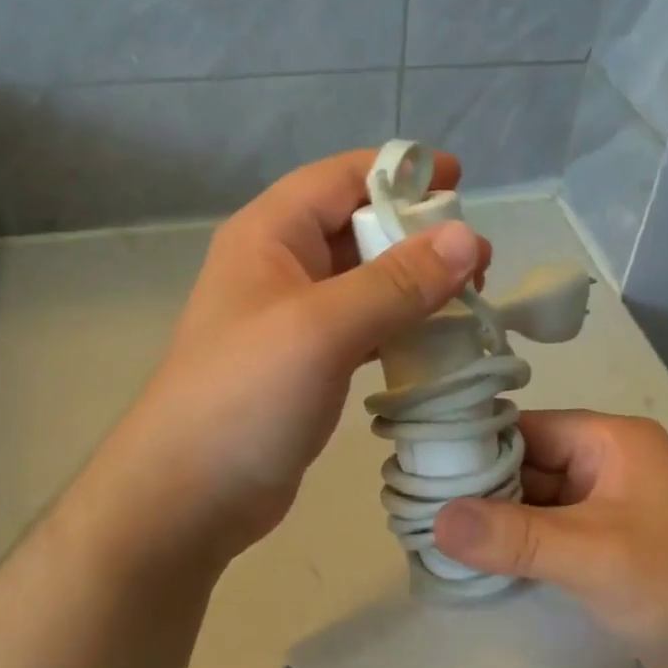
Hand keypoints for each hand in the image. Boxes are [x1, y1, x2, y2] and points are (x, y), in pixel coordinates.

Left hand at [74, 149, 489, 574]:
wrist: (189, 495)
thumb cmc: (246, 397)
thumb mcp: (322, 328)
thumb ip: (396, 282)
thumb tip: (467, 237)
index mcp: (270, 235)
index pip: (341, 178)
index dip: (400, 172)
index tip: (461, 179)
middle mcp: (278, 267)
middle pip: (357, 228)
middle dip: (418, 235)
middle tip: (478, 260)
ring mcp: (291, 319)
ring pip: (363, 282)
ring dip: (414, 285)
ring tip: (470, 297)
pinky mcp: (305, 365)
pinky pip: (361, 328)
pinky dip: (399, 328)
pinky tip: (436, 343)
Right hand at [432, 411, 667, 667]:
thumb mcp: (592, 555)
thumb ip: (513, 536)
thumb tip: (436, 520)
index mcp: (611, 441)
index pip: (527, 427)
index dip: (476, 445)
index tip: (423, 467)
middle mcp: (608, 465)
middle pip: (528, 463)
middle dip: (480, 487)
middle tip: (420, 507)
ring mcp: (609, 508)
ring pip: (536, 501)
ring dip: (497, 519)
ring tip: (435, 534)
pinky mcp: (608, 547)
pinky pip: (550, 533)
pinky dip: (518, 544)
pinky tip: (479, 561)